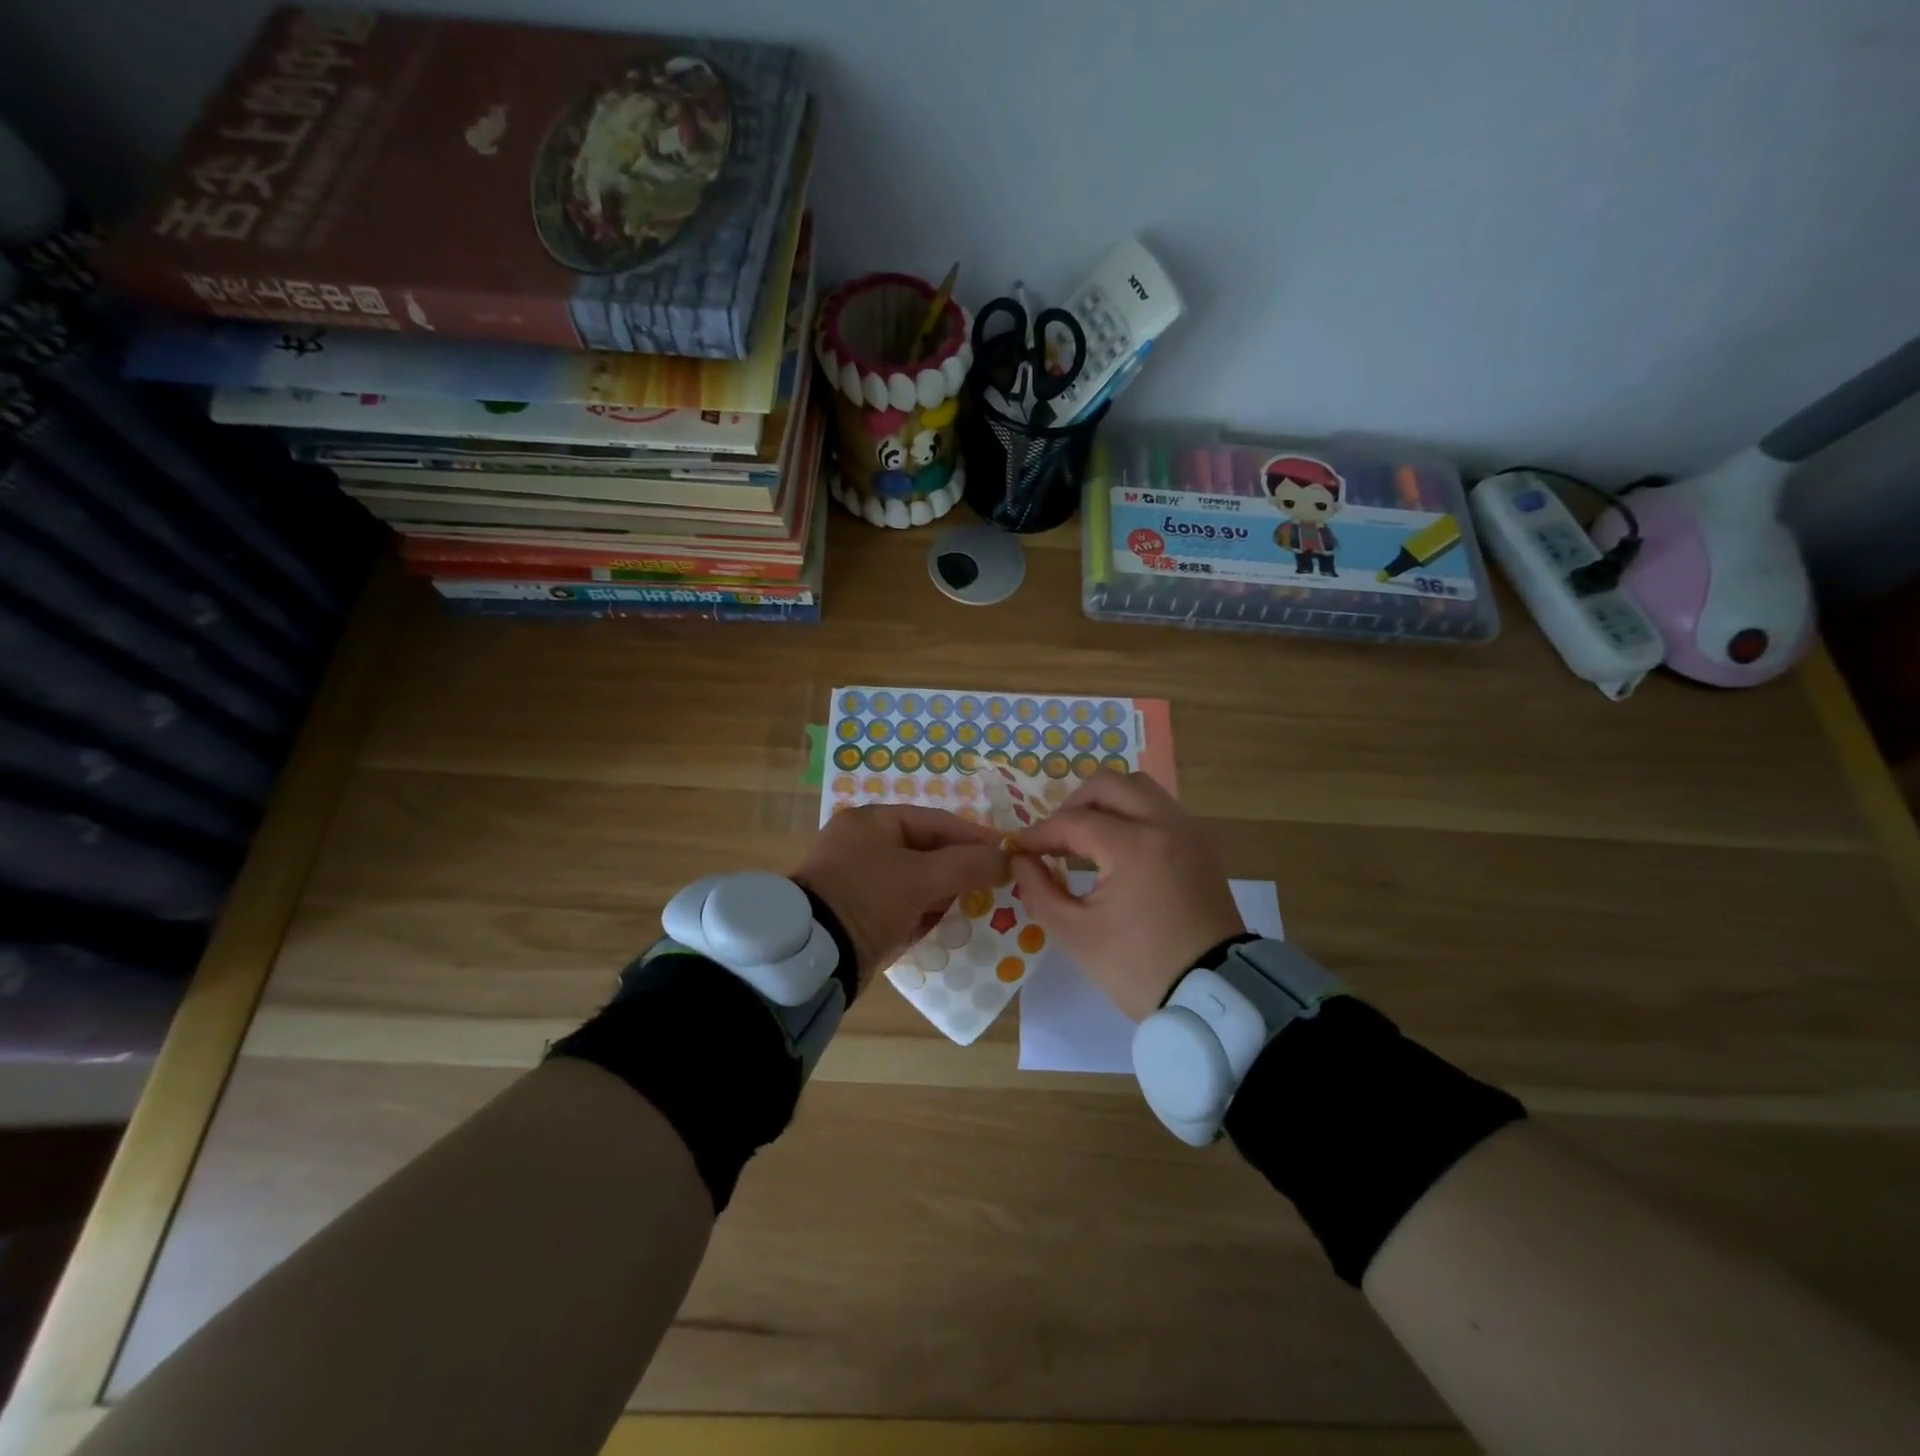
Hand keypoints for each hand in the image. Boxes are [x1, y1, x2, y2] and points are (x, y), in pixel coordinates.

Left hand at [792, 805, 1006, 988]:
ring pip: (916, 879)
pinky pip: (902, 904)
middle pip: (927, 850)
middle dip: (960, 868)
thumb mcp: (921, 878)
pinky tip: (948, 924)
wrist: (812, 955)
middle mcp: (863, 843)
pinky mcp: (858, 910)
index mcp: (872, 821)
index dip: (975, 838)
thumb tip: (1007, 860)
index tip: (1008, 854)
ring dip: (945, 893)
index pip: (936, 821)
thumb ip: (967, 865)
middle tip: (996, 884)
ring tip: (978, 906)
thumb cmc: (867, 899)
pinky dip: (924, 912)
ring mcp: (858, 878)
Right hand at [1009, 772, 1243, 1020]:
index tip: (1018, 849)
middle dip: (1073, 804)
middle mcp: (1164, 824)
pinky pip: (1160, 809)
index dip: (1039, 834)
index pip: (1073, 821)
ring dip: (1106, 803)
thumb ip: (1038, 890)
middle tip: (1055, 837)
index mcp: (1133, 846)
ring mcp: (1188, 832)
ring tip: (1085, 838)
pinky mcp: (1200, 846)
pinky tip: (1116, 849)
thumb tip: (1021, 860)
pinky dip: (1132, 815)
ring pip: (1139, 789)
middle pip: (1109, 784)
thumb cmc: (1138, 967)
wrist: (1212, 997)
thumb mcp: (1075, 934)